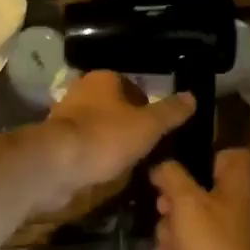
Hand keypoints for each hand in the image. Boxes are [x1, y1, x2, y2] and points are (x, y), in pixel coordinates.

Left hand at [36, 71, 194, 216]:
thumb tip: (193, 97)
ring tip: (129, 164)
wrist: (57, 164)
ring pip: (98, 126)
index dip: (147, 107)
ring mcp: (65, 115)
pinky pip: (84, 144)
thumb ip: (170, 112)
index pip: (132, 87)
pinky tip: (105, 172)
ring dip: (111, 141)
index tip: (157, 130)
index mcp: (103, 78)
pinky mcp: (56, 139)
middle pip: (114, 107)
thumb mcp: (148, 126)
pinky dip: (94, 155)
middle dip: (129, 125)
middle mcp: (82, 90)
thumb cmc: (106, 137)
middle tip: (146, 149)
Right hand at [152, 148, 249, 249]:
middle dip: (173, 201)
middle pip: (199, 191)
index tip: (179, 165)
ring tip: (167, 243)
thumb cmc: (211, 241)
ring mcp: (226, 237)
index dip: (203, 156)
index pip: (228, 155)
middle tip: (162, 207)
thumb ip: (171, 175)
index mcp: (238, 183)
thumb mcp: (185, 199)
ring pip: (189, 222)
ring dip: (170, 231)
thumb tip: (162, 166)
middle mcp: (236, 207)